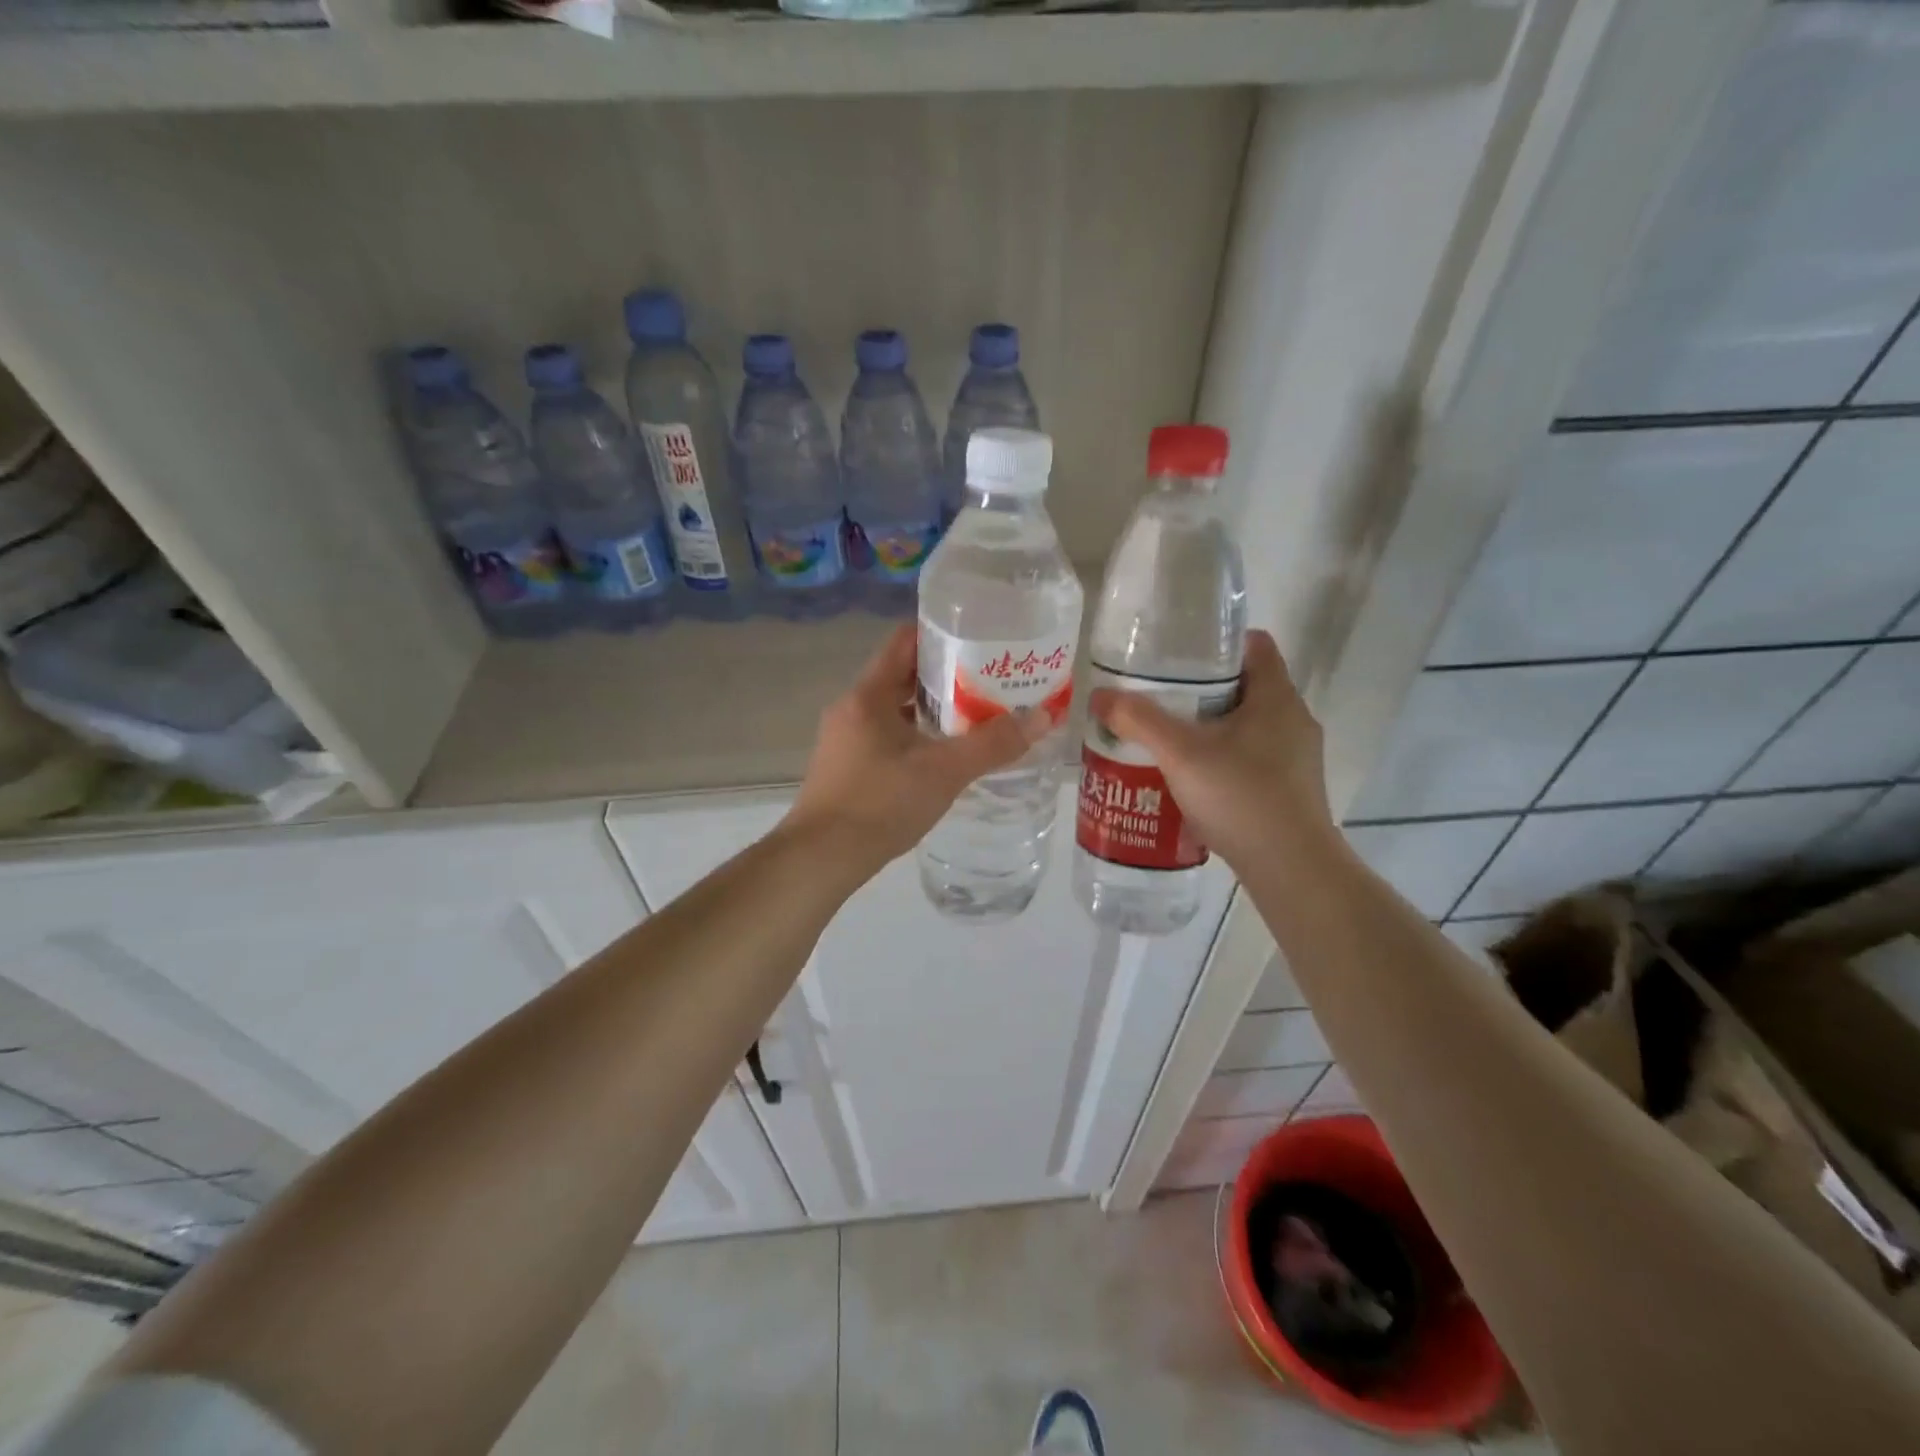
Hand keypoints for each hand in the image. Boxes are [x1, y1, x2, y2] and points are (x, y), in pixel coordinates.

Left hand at [785, 624, 1048, 877]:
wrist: (821, 858)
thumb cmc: (880, 803)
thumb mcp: (944, 771)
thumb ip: (993, 744)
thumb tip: (1043, 717)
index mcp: (868, 695)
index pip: (904, 641)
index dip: (941, 633)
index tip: (979, 638)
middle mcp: (852, 708)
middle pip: (902, 675)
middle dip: (946, 676)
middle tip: (990, 680)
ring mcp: (845, 739)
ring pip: (895, 710)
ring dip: (932, 710)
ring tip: (976, 716)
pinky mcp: (846, 768)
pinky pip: (886, 737)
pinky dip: (916, 736)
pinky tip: (944, 756)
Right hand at [1088, 630, 1335, 873]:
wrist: (1291, 869)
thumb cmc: (1241, 797)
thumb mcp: (1180, 754)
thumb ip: (1139, 720)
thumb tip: (1100, 695)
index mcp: (1276, 697)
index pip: (1254, 644)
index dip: (1216, 641)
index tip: (1177, 653)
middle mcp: (1293, 719)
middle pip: (1245, 685)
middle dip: (1201, 688)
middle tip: (1158, 696)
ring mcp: (1296, 757)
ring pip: (1246, 725)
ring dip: (1209, 727)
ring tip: (1166, 737)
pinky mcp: (1291, 788)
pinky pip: (1251, 757)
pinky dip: (1221, 758)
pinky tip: (1190, 778)